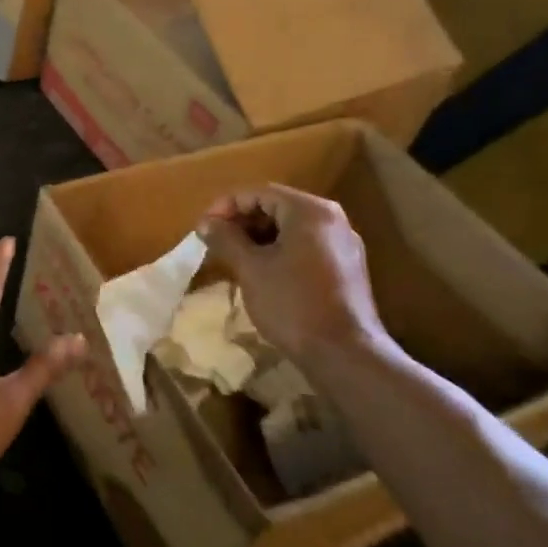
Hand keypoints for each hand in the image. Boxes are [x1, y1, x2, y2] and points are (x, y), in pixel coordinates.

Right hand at [197, 185, 391, 365]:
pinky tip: (261, 273)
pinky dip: (279, 252)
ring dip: (258, 238)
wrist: (344, 353)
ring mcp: (343, 244)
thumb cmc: (292, 303)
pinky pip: (305, 247)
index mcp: (309, 211)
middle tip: (215, 243)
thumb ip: (226, 239)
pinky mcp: (345, 268)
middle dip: (242, 222)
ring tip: (233, 259)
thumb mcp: (251, 268)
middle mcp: (331, 219)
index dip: (226, 206)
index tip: (202, 228)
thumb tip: (205, 223)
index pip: (259, 193)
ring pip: (291, 229)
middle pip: (277, 207)